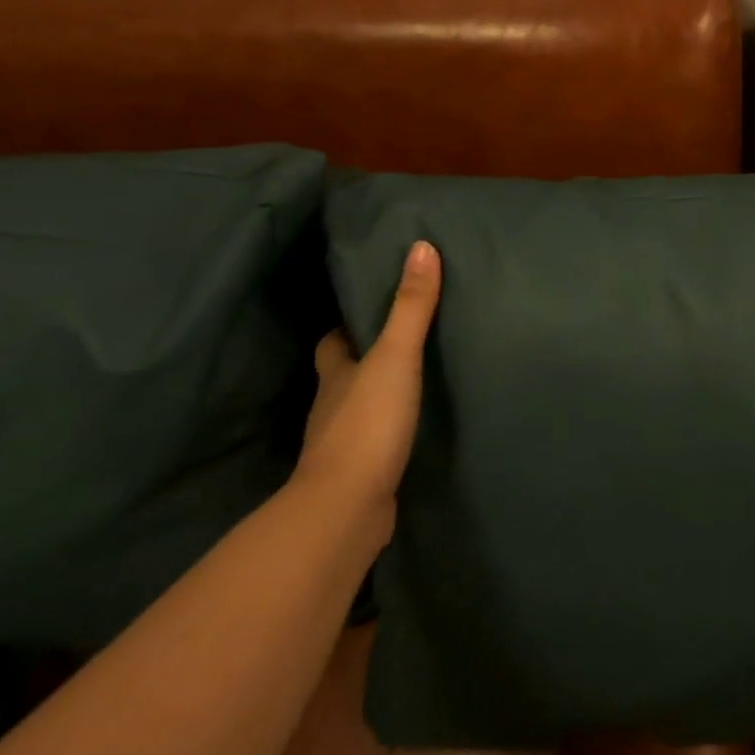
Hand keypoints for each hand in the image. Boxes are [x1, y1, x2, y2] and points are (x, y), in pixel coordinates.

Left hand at [294, 240, 440, 540]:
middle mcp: (333, 403)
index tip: (371, 307)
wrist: (347, 507)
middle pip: (344, 372)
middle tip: (403, 337)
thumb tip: (421, 246)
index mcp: (335, 373)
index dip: (348, 324)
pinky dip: (389, 428)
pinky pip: (376, 438)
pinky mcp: (361, 471)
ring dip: (379, 393)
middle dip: (365, 356)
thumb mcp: (396, 357)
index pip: (333, 340)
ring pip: (359, 406)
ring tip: (416, 376)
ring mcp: (343, 441)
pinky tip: (414, 425)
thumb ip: (411, 307)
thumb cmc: (368, 422)